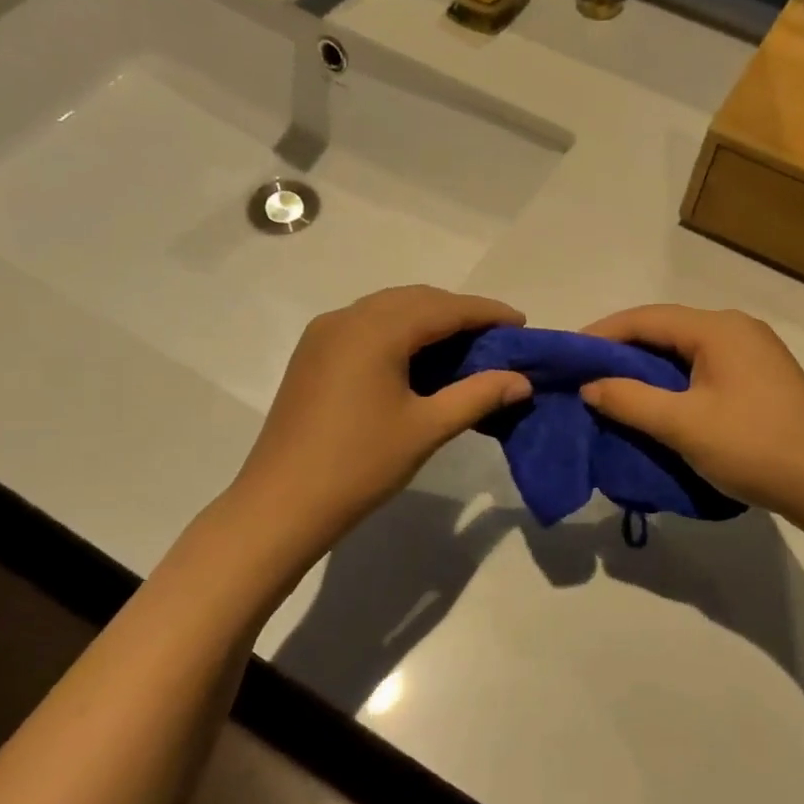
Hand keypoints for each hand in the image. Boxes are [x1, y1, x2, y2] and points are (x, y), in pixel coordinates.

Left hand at [231, 286, 531, 547]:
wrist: (281, 503)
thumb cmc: (359, 465)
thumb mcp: (427, 429)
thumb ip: (477, 396)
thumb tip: (521, 381)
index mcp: (376, 330)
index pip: (443, 308)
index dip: (486, 312)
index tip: (521, 324)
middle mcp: (347, 318)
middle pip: (415, 300)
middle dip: (458, 313)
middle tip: (496, 338)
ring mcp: (324, 334)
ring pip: (389, 311)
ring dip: (428, 321)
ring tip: (464, 348)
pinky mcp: (313, 354)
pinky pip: (367, 327)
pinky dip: (400, 333)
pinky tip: (418, 360)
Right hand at [579, 305, 803, 526]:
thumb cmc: (754, 447)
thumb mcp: (682, 425)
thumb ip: (629, 400)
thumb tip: (590, 386)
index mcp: (718, 329)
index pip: (646, 318)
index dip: (602, 333)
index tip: (569, 355)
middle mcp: (737, 329)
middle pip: (666, 330)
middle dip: (623, 350)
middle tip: (585, 374)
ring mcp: (754, 352)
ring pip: (685, 350)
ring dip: (647, 367)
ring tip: (613, 389)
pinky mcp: (762, 378)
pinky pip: (704, 368)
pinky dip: (673, 380)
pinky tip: (657, 402)